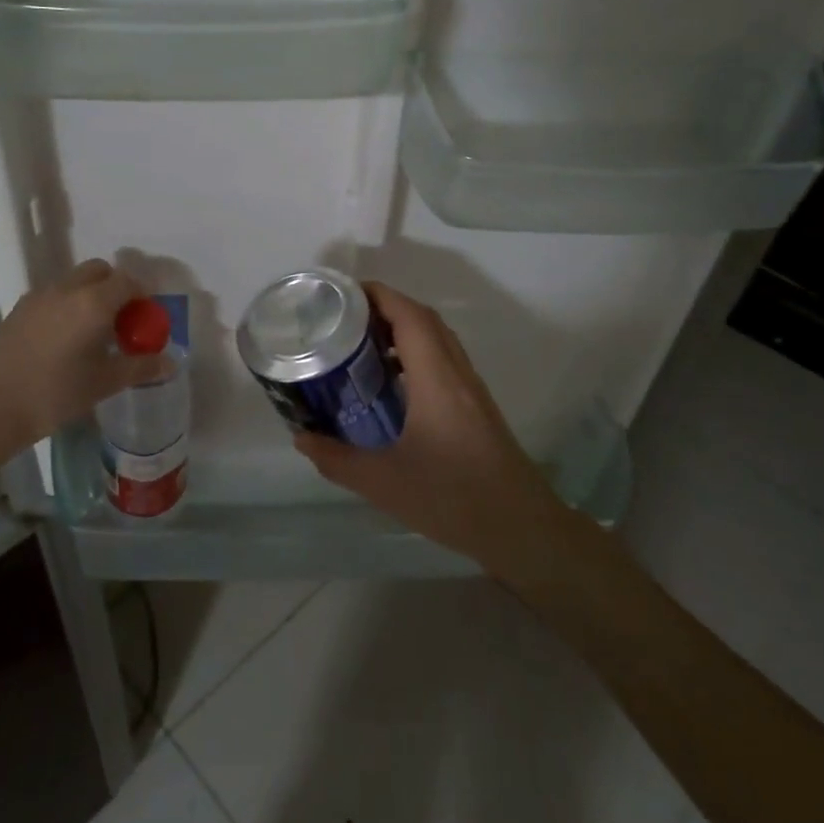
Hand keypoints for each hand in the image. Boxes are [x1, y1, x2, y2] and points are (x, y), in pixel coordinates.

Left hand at [0, 259, 170, 525]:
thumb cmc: (54, 393)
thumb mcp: (103, 383)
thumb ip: (139, 367)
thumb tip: (170, 362)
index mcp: (93, 302)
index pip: (128, 281)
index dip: (142, 295)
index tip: (145, 320)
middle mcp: (67, 289)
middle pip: (99, 271)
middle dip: (116, 287)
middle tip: (122, 321)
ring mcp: (39, 296)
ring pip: (74, 281)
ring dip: (90, 295)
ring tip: (93, 333)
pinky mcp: (19, 309)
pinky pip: (53, 295)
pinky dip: (67, 304)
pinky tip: (64, 340)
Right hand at [293, 283, 573, 577]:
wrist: (522, 529)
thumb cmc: (453, 499)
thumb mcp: (383, 483)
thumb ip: (337, 459)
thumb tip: (301, 438)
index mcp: (436, 379)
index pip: (410, 316)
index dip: (378, 295)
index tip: (342, 293)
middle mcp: (457, 373)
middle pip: (424, 320)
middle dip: (385, 307)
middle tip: (343, 318)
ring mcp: (472, 389)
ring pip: (437, 339)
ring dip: (402, 329)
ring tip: (361, 344)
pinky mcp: (477, 407)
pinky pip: (444, 360)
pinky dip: (416, 353)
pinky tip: (393, 383)